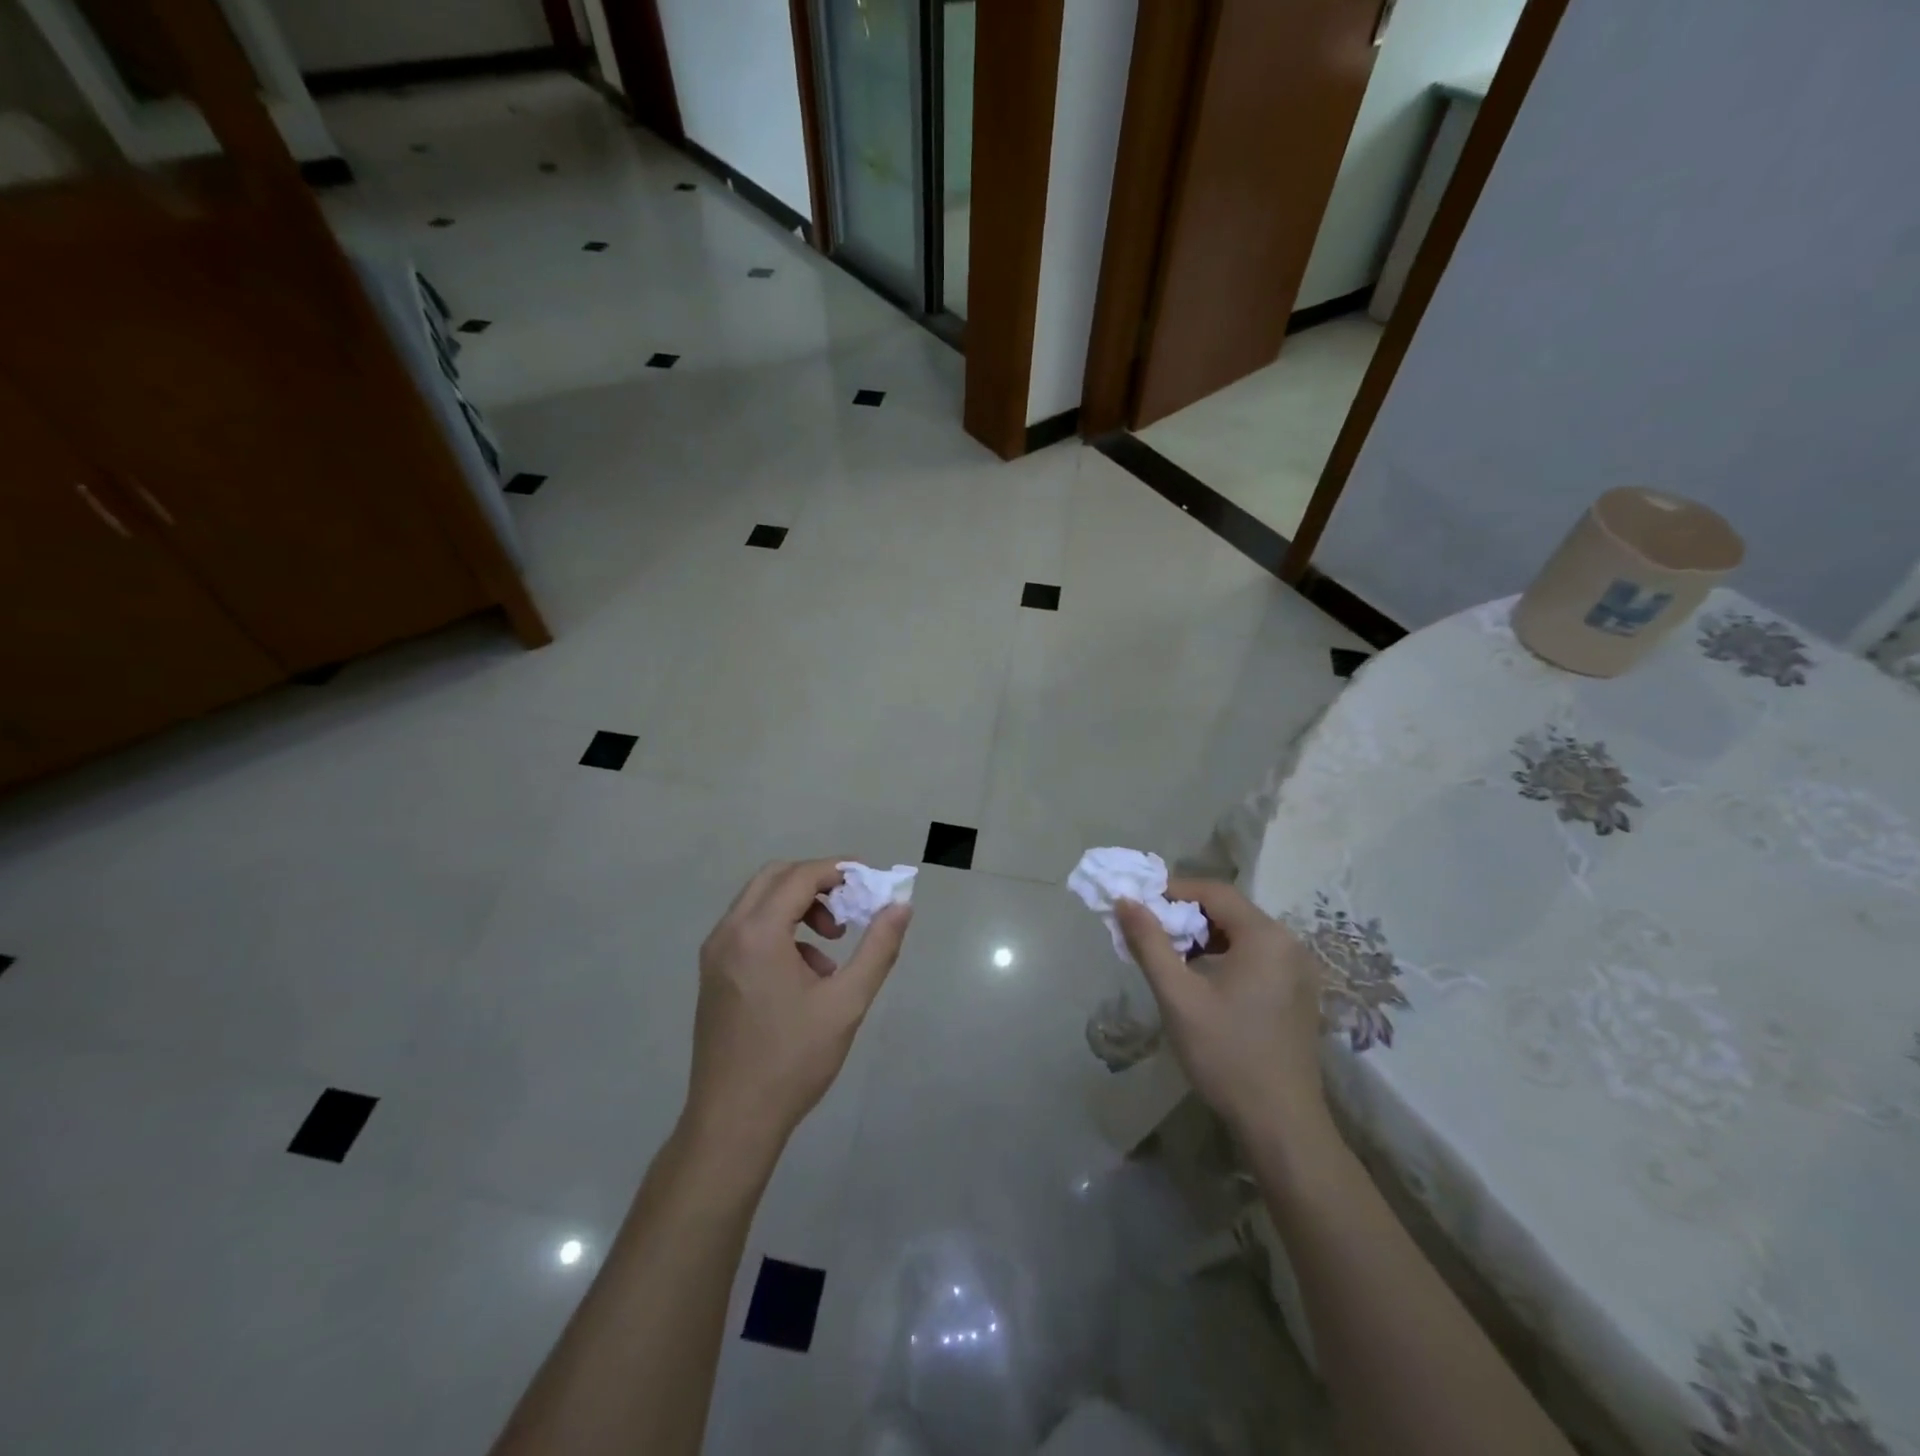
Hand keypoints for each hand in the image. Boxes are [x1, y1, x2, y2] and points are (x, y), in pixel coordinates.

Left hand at [684, 859, 911, 1158]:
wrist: (732, 1121)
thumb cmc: (793, 1060)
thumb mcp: (846, 1002)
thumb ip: (877, 948)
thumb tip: (901, 906)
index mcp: (757, 933)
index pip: (800, 876)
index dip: (839, 870)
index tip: (871, 881)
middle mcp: (728, 933)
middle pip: (775, 878)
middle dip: (817, 883)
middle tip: (851, 906)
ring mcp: (714, 954)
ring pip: (759, 903)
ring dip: (799, 907)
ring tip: (833, 944)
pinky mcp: (712, 974)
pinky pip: (749, 930)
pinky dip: (781, 931)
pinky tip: (808, 974)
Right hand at [1115, 879, 1330, 1140]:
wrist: (1281, 1124)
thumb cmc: (1226, 1054)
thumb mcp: (1178, 996)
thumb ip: (1149, 943)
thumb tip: (1124, 901)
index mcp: (1265, 936)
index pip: (1214, 891)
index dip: (1173, 891)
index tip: (1139, 905)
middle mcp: (1289, 944)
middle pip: (1229, 911)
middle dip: (1185, 916)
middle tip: (1150, 933)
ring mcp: (1298, 971)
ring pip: (1241, 935)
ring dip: (1203, 938)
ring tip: (1169, 958)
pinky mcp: (1298, 994)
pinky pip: (1255, 957)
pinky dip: (1224, 957)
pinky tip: (1201, 982)